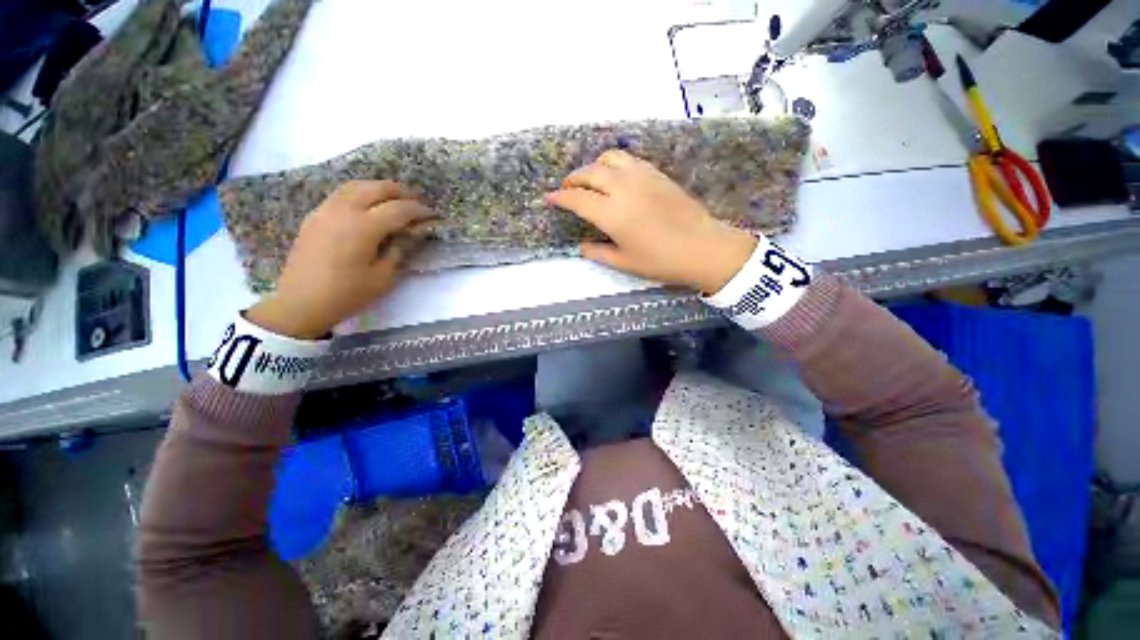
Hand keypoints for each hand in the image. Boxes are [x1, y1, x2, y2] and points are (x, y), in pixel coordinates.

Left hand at [247, 181, 433, 338]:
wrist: (301, 302)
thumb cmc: (347, 293)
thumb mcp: (382, 277)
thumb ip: (398, 250)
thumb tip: (410, 234)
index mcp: (363, 228)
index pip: (398, 209)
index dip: (418, 210)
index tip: (432, 214)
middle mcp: (344, 211)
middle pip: (376, 188)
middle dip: (400, 192)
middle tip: (416, 202)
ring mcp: (325, 210)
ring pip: (356, 186)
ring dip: (379, 188)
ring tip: (394, 199)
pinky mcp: (315, 216)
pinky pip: (341, 194)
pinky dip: (360, 193)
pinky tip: (368, 206)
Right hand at [545, 150, 756, 293]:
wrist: (703, 247)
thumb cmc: (661, 261)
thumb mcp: (624, 262)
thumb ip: (598, 252)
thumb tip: (581, 246)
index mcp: (612, 213)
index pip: (577, 199)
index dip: (560, 197)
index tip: (549, 197)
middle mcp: (623, 187)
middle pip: (590, 172)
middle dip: (573, 179)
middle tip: (567, 189)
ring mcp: (642, 176)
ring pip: (610, 158)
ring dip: (594, 166)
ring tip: (590, 180)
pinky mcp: (657, 173)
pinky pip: (629, 159)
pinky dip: (614, 163)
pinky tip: (615, 176)